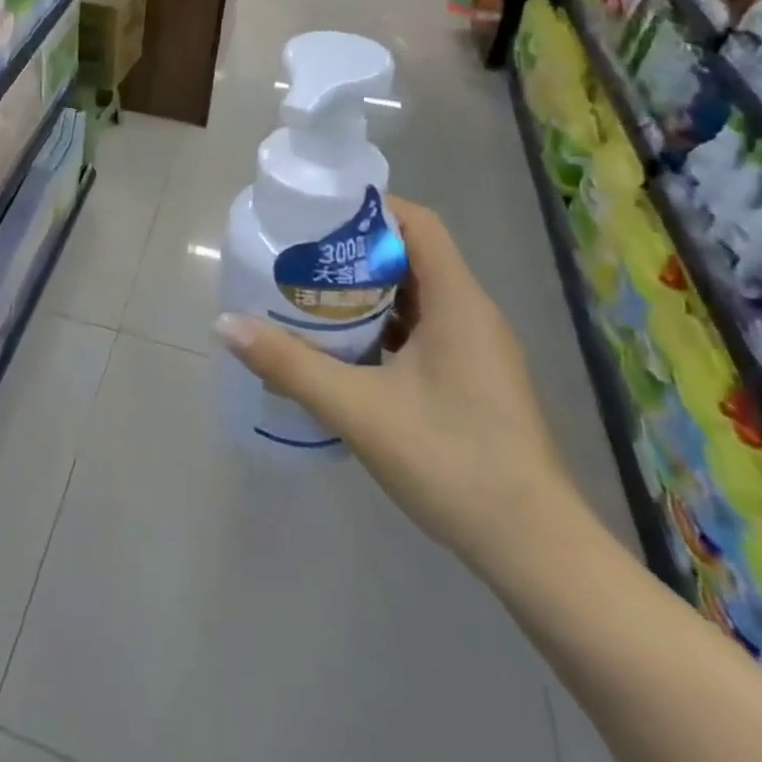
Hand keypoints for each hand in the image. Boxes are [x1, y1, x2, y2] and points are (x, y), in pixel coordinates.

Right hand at [215, 196, 579, 573]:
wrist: (536, 553)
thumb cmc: (452, 462)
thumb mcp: (358, 409)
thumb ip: (289, 363)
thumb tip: (225, 324)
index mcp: (458, 302)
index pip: (418, 224)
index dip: (370, 209)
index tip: (317, 215)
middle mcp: (472, 315)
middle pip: (412, 256)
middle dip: (354, 250)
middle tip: (298, 254)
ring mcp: (476, 351)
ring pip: (415, 297)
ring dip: (365, 291)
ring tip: (309, 294)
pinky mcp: (472, 382)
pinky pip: (421, 332)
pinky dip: (381, 326)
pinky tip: (342, 349)